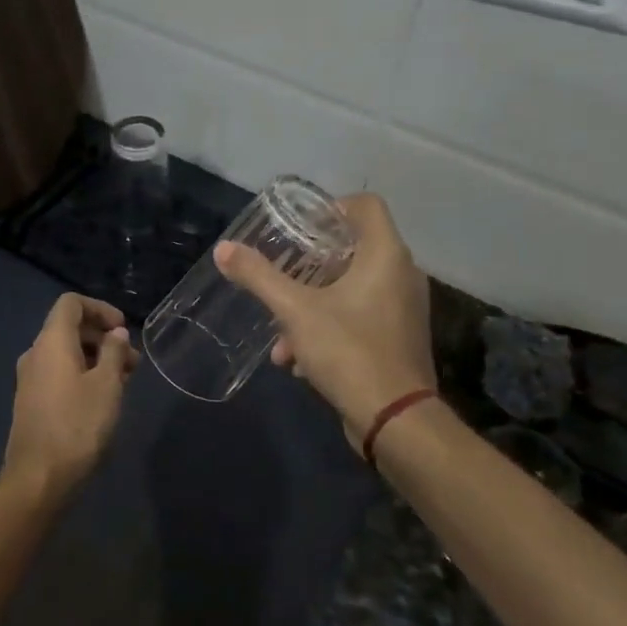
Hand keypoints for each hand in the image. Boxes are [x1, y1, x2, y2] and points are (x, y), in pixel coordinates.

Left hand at [1, 294, 138, 495]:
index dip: (100, 309)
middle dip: (104, 338)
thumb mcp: (107, 385)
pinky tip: (103, 399)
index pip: (71, 303)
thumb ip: (113, 352)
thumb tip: (115, 332)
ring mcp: (30, 379)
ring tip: (124, 383)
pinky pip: (59, 374)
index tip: (123, 329)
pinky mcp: (31, 402)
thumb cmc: (78, 425)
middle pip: (69, 329)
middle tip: (133, 362)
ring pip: (66, 354)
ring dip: (96, 359)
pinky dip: (82, 375)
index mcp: (51, 342)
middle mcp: (35, 354)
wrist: (39, 478)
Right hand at [214, 193, 440, 449]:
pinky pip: (359, 317)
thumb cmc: (348, 350)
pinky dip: (329, 328)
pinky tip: (298, 361)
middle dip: (309, 267)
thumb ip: (259, 276)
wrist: (394, 419)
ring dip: (311, 306)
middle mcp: (402, 275)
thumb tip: (223, 249)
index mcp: (386, 255)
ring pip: (351, 289)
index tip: (299, 228)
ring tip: (280, 337)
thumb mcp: (295, 310)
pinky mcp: (398, 338)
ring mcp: (403, 309)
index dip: (332, 207)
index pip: (366, 205)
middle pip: (353, 249)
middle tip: (281, 275)